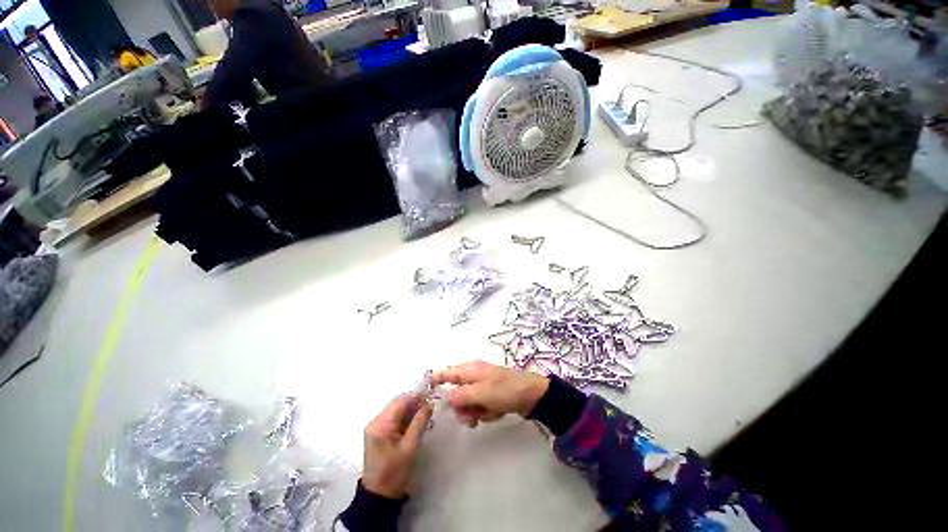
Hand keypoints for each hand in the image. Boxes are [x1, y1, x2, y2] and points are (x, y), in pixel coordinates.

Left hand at [362, 394, 432, 498]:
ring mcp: (377, 427)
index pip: (400, 401)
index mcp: (380, 424)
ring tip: (426, 416)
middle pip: (398, 403)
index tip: (431, 397)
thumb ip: (420, 422)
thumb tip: (430, 403)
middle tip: (430, 408)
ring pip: (398, 410)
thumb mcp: (410, 447)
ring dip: (412, 411)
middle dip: (415, 403)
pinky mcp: (380, 433)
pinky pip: (395, 418)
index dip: (416, 396)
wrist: (379, 496)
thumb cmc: (394, 473)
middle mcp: (376, 421)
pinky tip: (417, 423)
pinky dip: (407, 418)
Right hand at [432, 361, 548, 427]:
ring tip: (488, 413)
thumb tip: (449, 399)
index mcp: (469, 370)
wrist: (532, 395)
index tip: (425, 389)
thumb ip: (460, 396)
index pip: (446, 372)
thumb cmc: (504, 390)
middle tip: (471, 416)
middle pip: (456, 394)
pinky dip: (486, 412)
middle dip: (462, 407)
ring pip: (468, 403)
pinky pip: (480, 407)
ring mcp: (483, 387)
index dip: (435, 379)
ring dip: (475, 412)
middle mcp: (474, 377)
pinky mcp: (492, 396)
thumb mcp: (480, 392)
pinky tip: (496, 412)